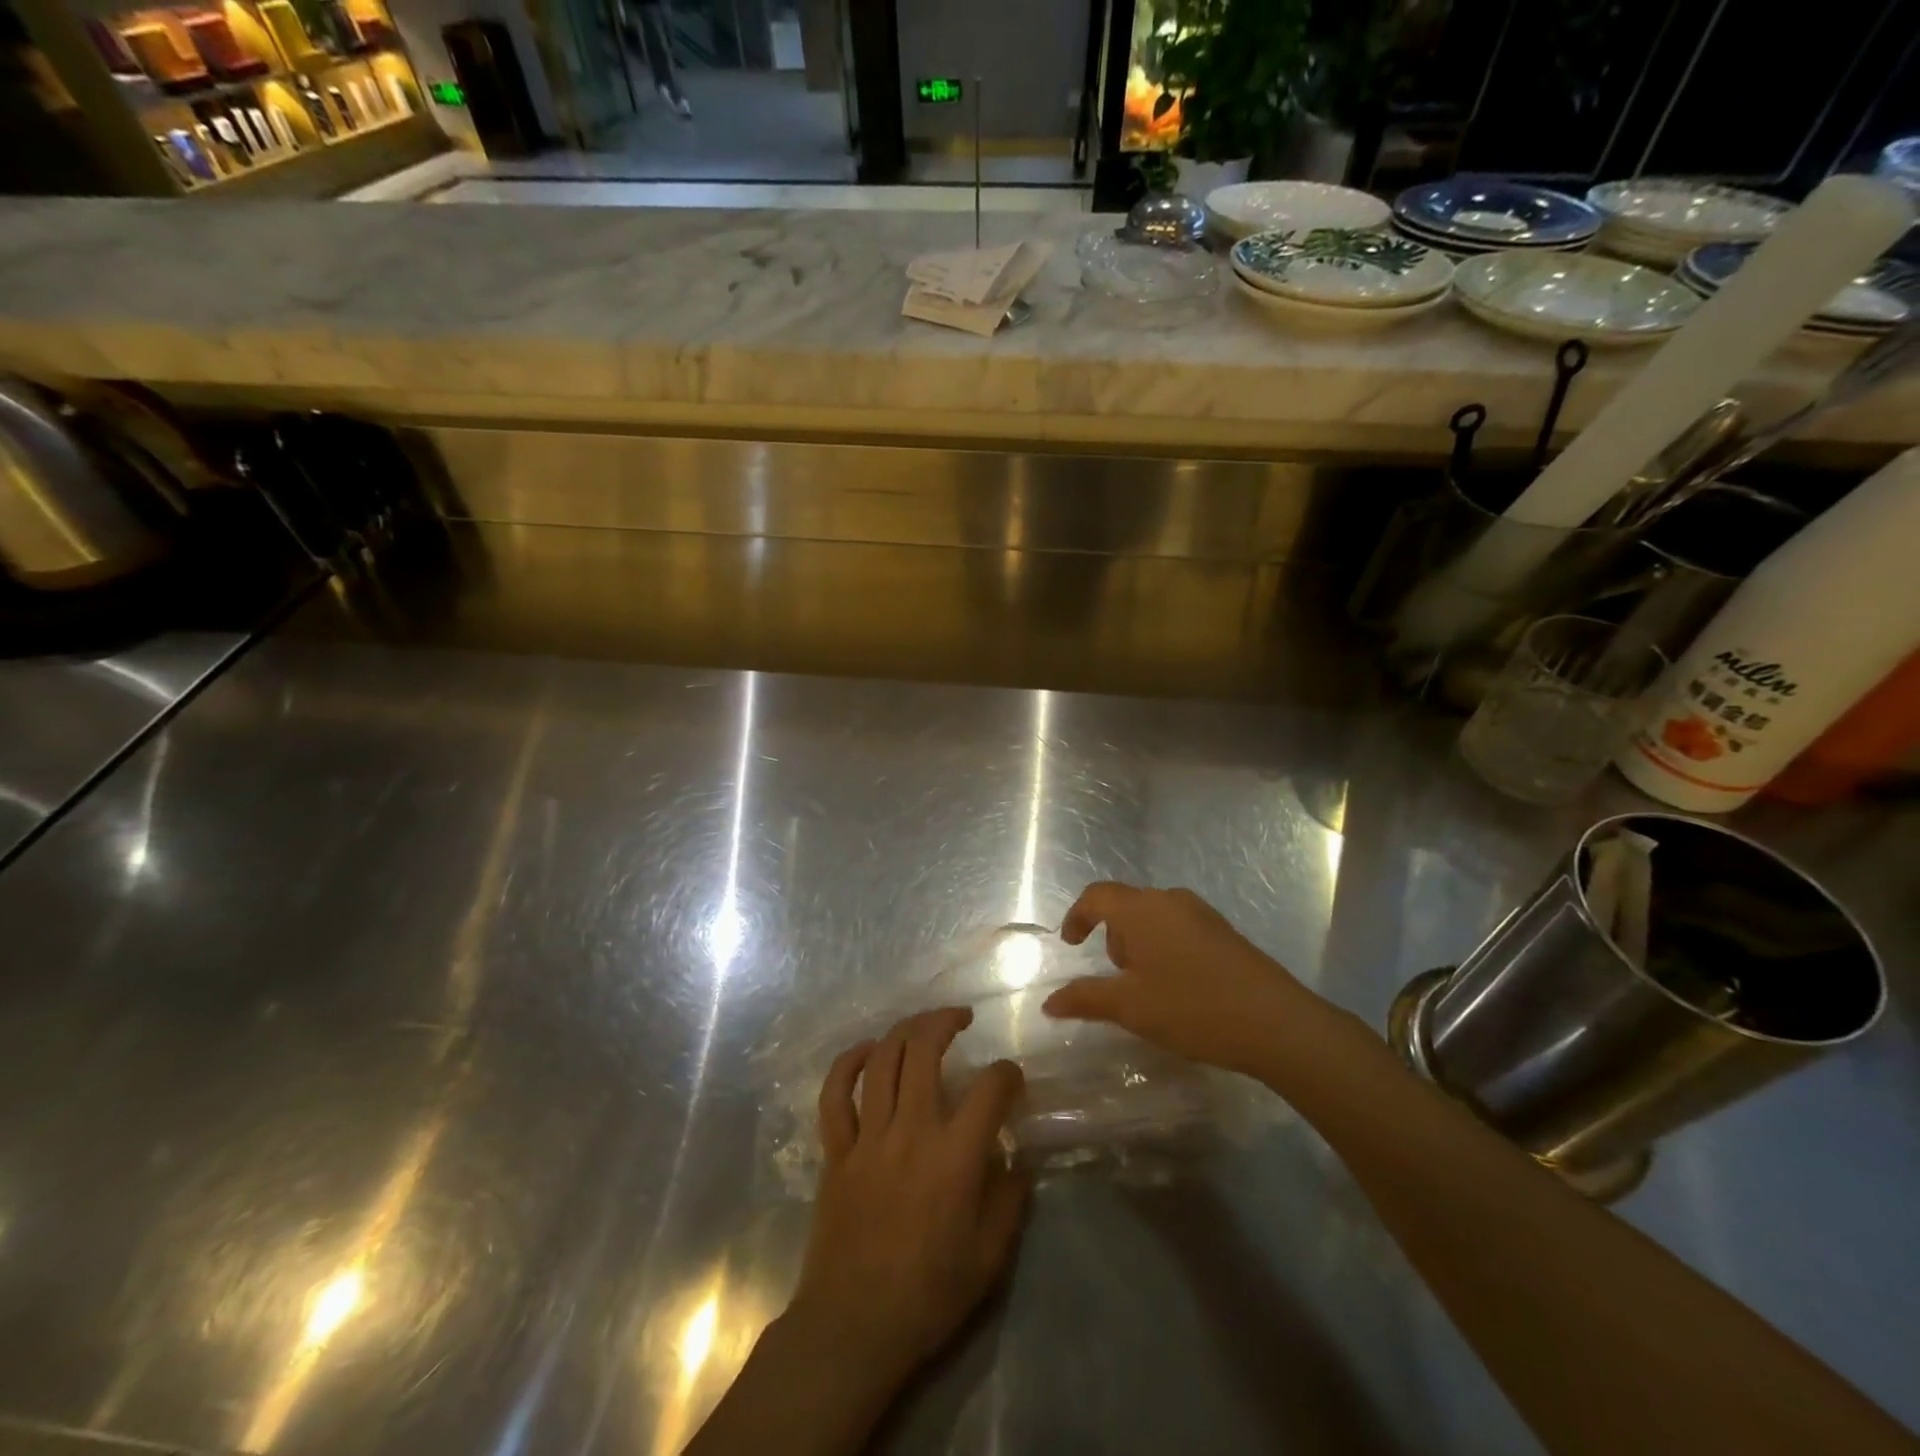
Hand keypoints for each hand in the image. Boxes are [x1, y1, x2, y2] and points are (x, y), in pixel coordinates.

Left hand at [788, 1007, 1029, 1384]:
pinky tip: (868, 1050)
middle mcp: (910, 1132)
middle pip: (924, 1050)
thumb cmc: (928, 1296)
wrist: (853, 1327)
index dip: (1007, 1073)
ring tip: (922, 1024)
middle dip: (945, 1021)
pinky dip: (850, 1063)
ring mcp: (867, 1137)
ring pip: (882, 1060)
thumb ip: (1010, 1201)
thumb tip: (1017, 1160)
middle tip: (961, 1017)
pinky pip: (836, 1093)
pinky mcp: (836, 1150)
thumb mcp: (989, 1258)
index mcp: (954, 1157)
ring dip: (904, 1030)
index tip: (1011, 1078)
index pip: (990, 1089)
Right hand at [1041, 881, 1332, 1075]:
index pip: (1097, 896)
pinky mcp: (1225, 931)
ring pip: (1154, 917)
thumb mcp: (1130, 1008)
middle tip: (1116, 978)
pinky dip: (1165, 948)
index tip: (1071, 944)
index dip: (1077, 916)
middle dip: (1113, 937)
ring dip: (1140, 944)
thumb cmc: (1192, 1008)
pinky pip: (1179, 928)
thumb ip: (1085, 999)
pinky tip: (1179, 987)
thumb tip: (1049, 1002)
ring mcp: (1202, 913)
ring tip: (1148, 987)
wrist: (1277, 1023)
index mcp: (1141, 909)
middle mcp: (1170, 900)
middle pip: (1127, 906)